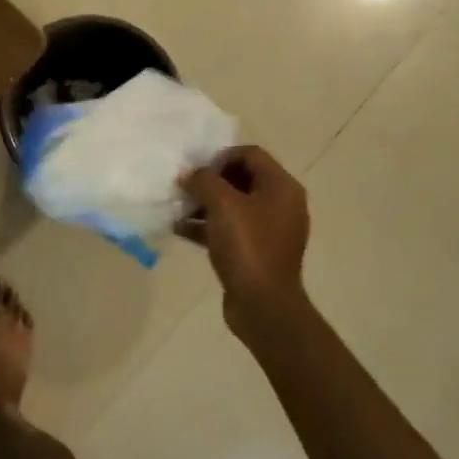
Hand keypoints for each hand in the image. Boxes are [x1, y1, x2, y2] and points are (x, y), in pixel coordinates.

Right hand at [180, 145, 310, 344]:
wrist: (263, 305)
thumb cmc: (247, 246)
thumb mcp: (223, 205)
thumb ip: (203, 181)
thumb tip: (189, 175)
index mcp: (281, 187)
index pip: (250, 154)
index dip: (220, 157)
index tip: (197, 171)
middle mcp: (280, 204)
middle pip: (240, 178)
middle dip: (209, 181)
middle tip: (184, 188)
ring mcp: (268, 230)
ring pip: (232, 205)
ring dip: (204, 203)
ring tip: (177, 208)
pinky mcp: (255, 251)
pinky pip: (229, 228)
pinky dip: (206, 225)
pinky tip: (179, 229)